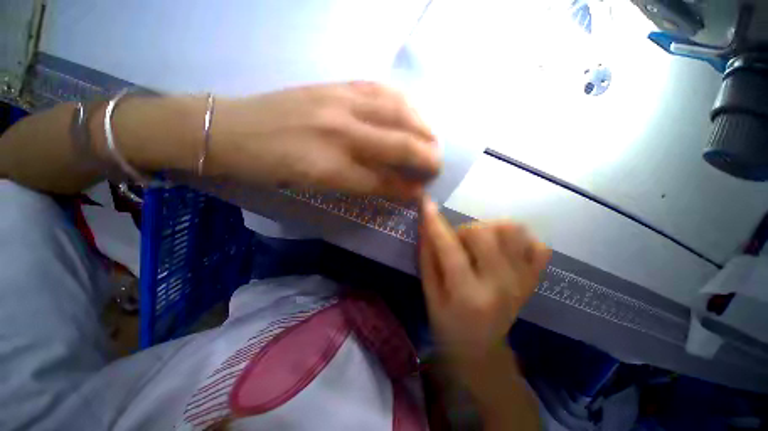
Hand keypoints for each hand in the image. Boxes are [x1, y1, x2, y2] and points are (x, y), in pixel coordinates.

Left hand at [206, 82, 440, 198]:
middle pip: (397, 143)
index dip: (406, 188)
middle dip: (424, 156)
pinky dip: (402, 101)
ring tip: (432, 137)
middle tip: (438, 164)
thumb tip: (394, 186)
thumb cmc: (271, 166)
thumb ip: (358, 183)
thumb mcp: (315, 185)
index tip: (423, 192)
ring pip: (395, 111)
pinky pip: (378, 89)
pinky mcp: (333, 85)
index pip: (382, 180)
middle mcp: (340, 131)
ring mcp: (337, 102)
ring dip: (421, 126)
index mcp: (329, 165)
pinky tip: (411, 109)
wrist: (230, 129)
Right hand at [418, 198, 550, 366]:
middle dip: (464, 230)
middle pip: (484, 232)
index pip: (449, 248)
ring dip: (489, 230)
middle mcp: (500, 285)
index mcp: (468, 294)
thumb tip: (426, 225)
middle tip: (458, 245)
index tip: (426, 202)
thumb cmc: (447, 324)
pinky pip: (538, 245)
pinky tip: (504, 250)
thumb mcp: (429, 294)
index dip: (435, 223)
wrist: (481, 351)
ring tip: (480, 245)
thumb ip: (427, 258)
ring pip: (512, 231)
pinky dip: (520, 240)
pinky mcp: (534, 280)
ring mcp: (523, 282)